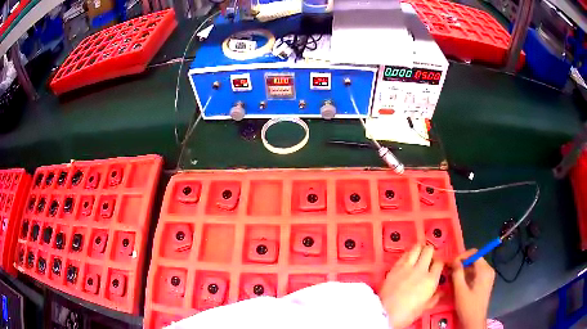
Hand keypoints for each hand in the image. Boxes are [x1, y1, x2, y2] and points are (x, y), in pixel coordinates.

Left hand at [378, 245, 443, 328]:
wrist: (385, 313)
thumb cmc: (406, 314)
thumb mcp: (424, 308)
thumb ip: (434, 298)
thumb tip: (440, 293)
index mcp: (431, 280)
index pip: (439, 263)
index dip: (439, 262)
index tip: (437, 265)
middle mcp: (421, 270)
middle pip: (429, 251)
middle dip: (430, 252)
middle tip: (428, 257)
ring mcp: (407, 267)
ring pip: (416, 248)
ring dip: (419, 248)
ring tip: (419, 252)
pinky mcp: (395, 267)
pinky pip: (404, 255)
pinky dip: (408, 254)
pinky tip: (408, 257)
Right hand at [450, 249, 494, 328]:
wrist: (474, 320)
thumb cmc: (468, 306)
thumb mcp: (460, 290)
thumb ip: (457, 274)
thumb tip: (454, 261)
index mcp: (484, 270)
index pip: (475, 253)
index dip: (462, 256)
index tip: (451, 264)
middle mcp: (488, 270)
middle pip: (475, 259)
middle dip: (462, 263)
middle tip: (450, 270)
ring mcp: (488, 276)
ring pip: (475, 266)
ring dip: (464, 269)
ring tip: (453, 277)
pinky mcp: (485, 282)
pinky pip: (476, 273)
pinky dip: (468, 275)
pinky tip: (459, 282)